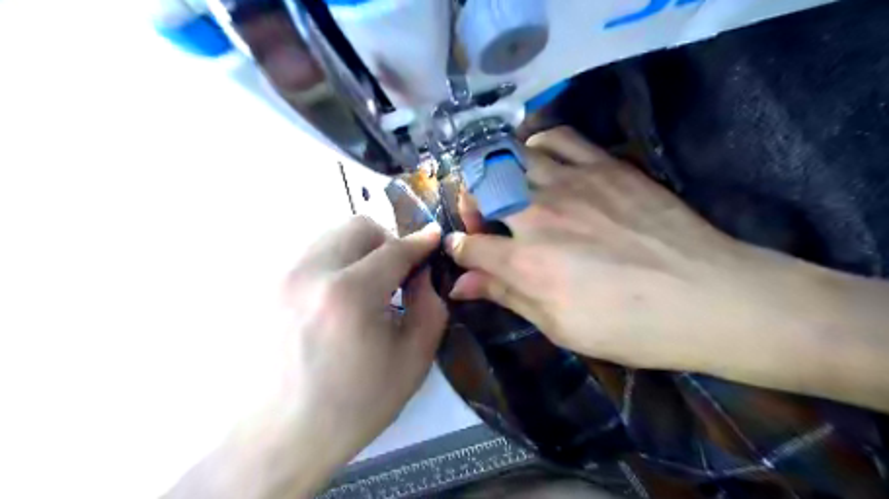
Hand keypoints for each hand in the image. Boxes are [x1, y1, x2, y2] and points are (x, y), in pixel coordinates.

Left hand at [279, 217, 443, 470]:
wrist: (279, 436)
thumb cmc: (354, 404)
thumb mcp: (413, 361)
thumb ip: (430, 307)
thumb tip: (423, 274)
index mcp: (350, 294)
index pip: (395, 249)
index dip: (421, 242)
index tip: (434, 239)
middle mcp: (310, 272)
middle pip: (359, 227)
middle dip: (387, 243)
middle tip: (395, 275)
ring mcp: (280, 276)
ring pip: (331, 236)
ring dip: (358, 252)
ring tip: (364, 289)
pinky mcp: (265, 286)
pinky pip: (309, 255)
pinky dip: (333, 264)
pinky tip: (335, 300)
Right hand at [452, 129, 834, 373]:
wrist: (707, 296)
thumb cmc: (629, 325)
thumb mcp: (559, 325)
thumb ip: (505, 296)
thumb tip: (459, 285)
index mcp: (526, 263)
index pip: (469, 246)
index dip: (459, 250)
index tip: (463, 253)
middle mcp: (538, 215)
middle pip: (480, 188)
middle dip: (470, 202)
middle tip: (484, 220)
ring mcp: (572, 183)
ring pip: (511, 155)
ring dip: (497, 171)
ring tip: (507, 188)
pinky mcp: (605, 165)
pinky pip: (557, 137)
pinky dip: (537, 143)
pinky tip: (540, 160)